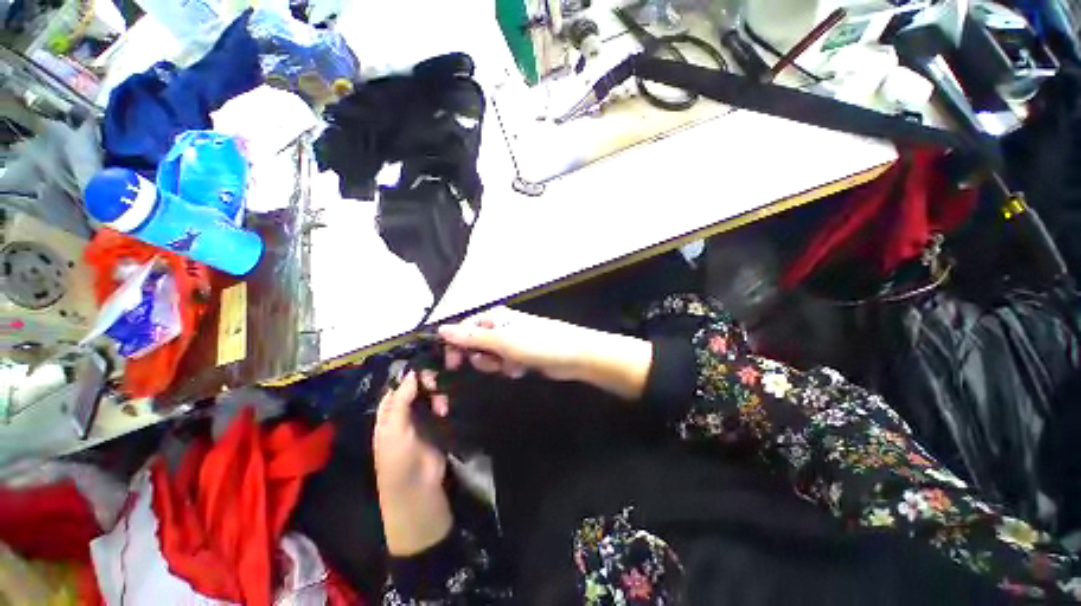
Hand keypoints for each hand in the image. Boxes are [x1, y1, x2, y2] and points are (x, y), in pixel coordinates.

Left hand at [373, 372, 453, 555]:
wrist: (418, 487)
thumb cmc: (398, 458)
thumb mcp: (393, 428)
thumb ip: (401, 400)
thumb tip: (411, 372)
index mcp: (389, 412)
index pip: (398, 386)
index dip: (410, 375)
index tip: (425, 366)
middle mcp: (404, 412)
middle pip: (416, 388)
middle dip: (426, 383)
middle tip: (436, 383)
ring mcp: (422, 418)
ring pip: (430, 395)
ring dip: (437, 394)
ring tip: (442, 404)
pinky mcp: (437, 423)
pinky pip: (441, 406)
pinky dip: (445, 402)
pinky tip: (447, 406)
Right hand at [437, 306, 592, 380]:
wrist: (572, 355)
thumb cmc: (536, 344)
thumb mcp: (501, 342)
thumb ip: (471, 338)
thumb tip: (441, 329)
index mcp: (495, 318)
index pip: (465, 328)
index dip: (457, 346)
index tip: (454, 365)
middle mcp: (501, 327)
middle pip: (476, 345)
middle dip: (483, 358)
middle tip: (496, 362)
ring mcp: (512, 341)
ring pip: (490, 357)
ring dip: (498, 365)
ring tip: (513, 365)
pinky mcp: (521, 354)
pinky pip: (505, 364)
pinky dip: (510, 369)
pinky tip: (522, 369)